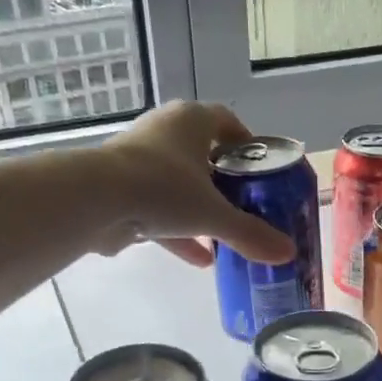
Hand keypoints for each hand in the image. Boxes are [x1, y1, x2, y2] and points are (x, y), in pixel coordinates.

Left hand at [97, 100, 294, 266]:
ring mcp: (139, 159)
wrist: (94, 200)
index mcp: (191, 121)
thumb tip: (288, 253)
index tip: (260, 168)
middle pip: (204, 155)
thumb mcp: (214, 215)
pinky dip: (178, 231)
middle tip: (246, 206)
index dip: (247, 143)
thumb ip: (251, 234)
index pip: (227, 121)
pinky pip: (157, 208)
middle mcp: (164, 132)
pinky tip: (201, 259)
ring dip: (201, 211)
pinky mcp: (120, 188)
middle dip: (225, 183)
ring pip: (179, 184)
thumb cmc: (162, 189)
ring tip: (225, 238)